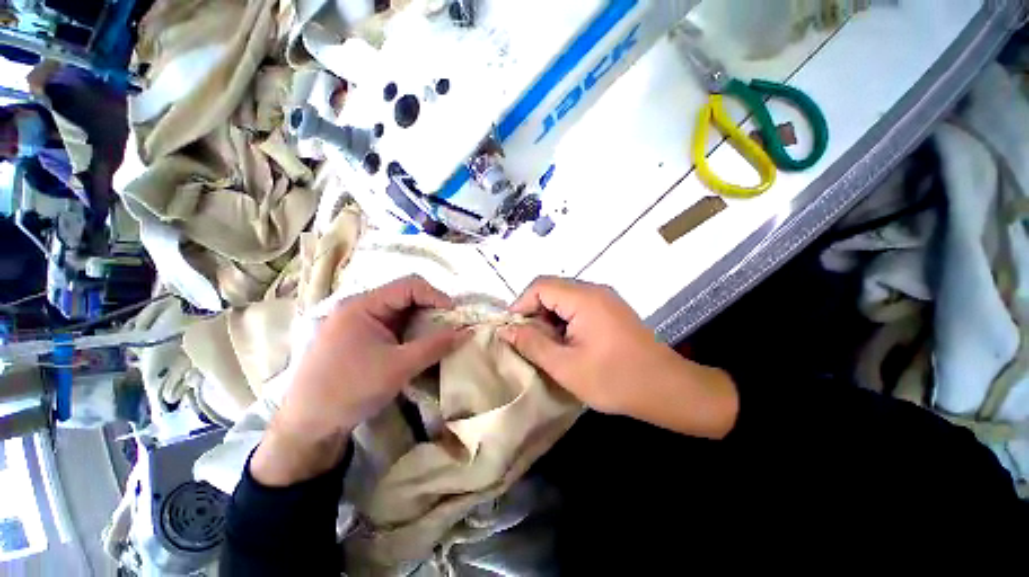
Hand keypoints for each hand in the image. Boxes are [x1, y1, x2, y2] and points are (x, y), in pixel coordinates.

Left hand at [251, 276, 469, 485]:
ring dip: (423, 320)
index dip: (436, 295)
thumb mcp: (399, 367)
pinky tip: (420, 344)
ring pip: (400, 311)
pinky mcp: (360, 338)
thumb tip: (467, 332)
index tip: (455, 314)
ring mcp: (358, 323)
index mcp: (363, 305)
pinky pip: (392, 326)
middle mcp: (359, 307)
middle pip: (405, 296)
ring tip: (439, 335)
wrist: (307, 427)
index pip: (409, 286)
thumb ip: (435, 346)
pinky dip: (411, 331)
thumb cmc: (350, 390)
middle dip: (431, 308)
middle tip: (450, 325)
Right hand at [498, 277, 738, 438]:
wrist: (667, 389)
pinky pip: (578, 306)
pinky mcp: (610, 310)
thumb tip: (506, 329)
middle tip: (529, 342)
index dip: (520, 304)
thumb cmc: (615, 380)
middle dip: (534, 313)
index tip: (512, 330)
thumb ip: (532, 344)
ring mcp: (605, 299)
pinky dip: (564, 321)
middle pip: (552, 289)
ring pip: (564, 298)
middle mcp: (595, 290)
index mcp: (584, 298)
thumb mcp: (565, 367)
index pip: (540, 286)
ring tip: (547, 346)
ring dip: (549, 318)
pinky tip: (566, 343)